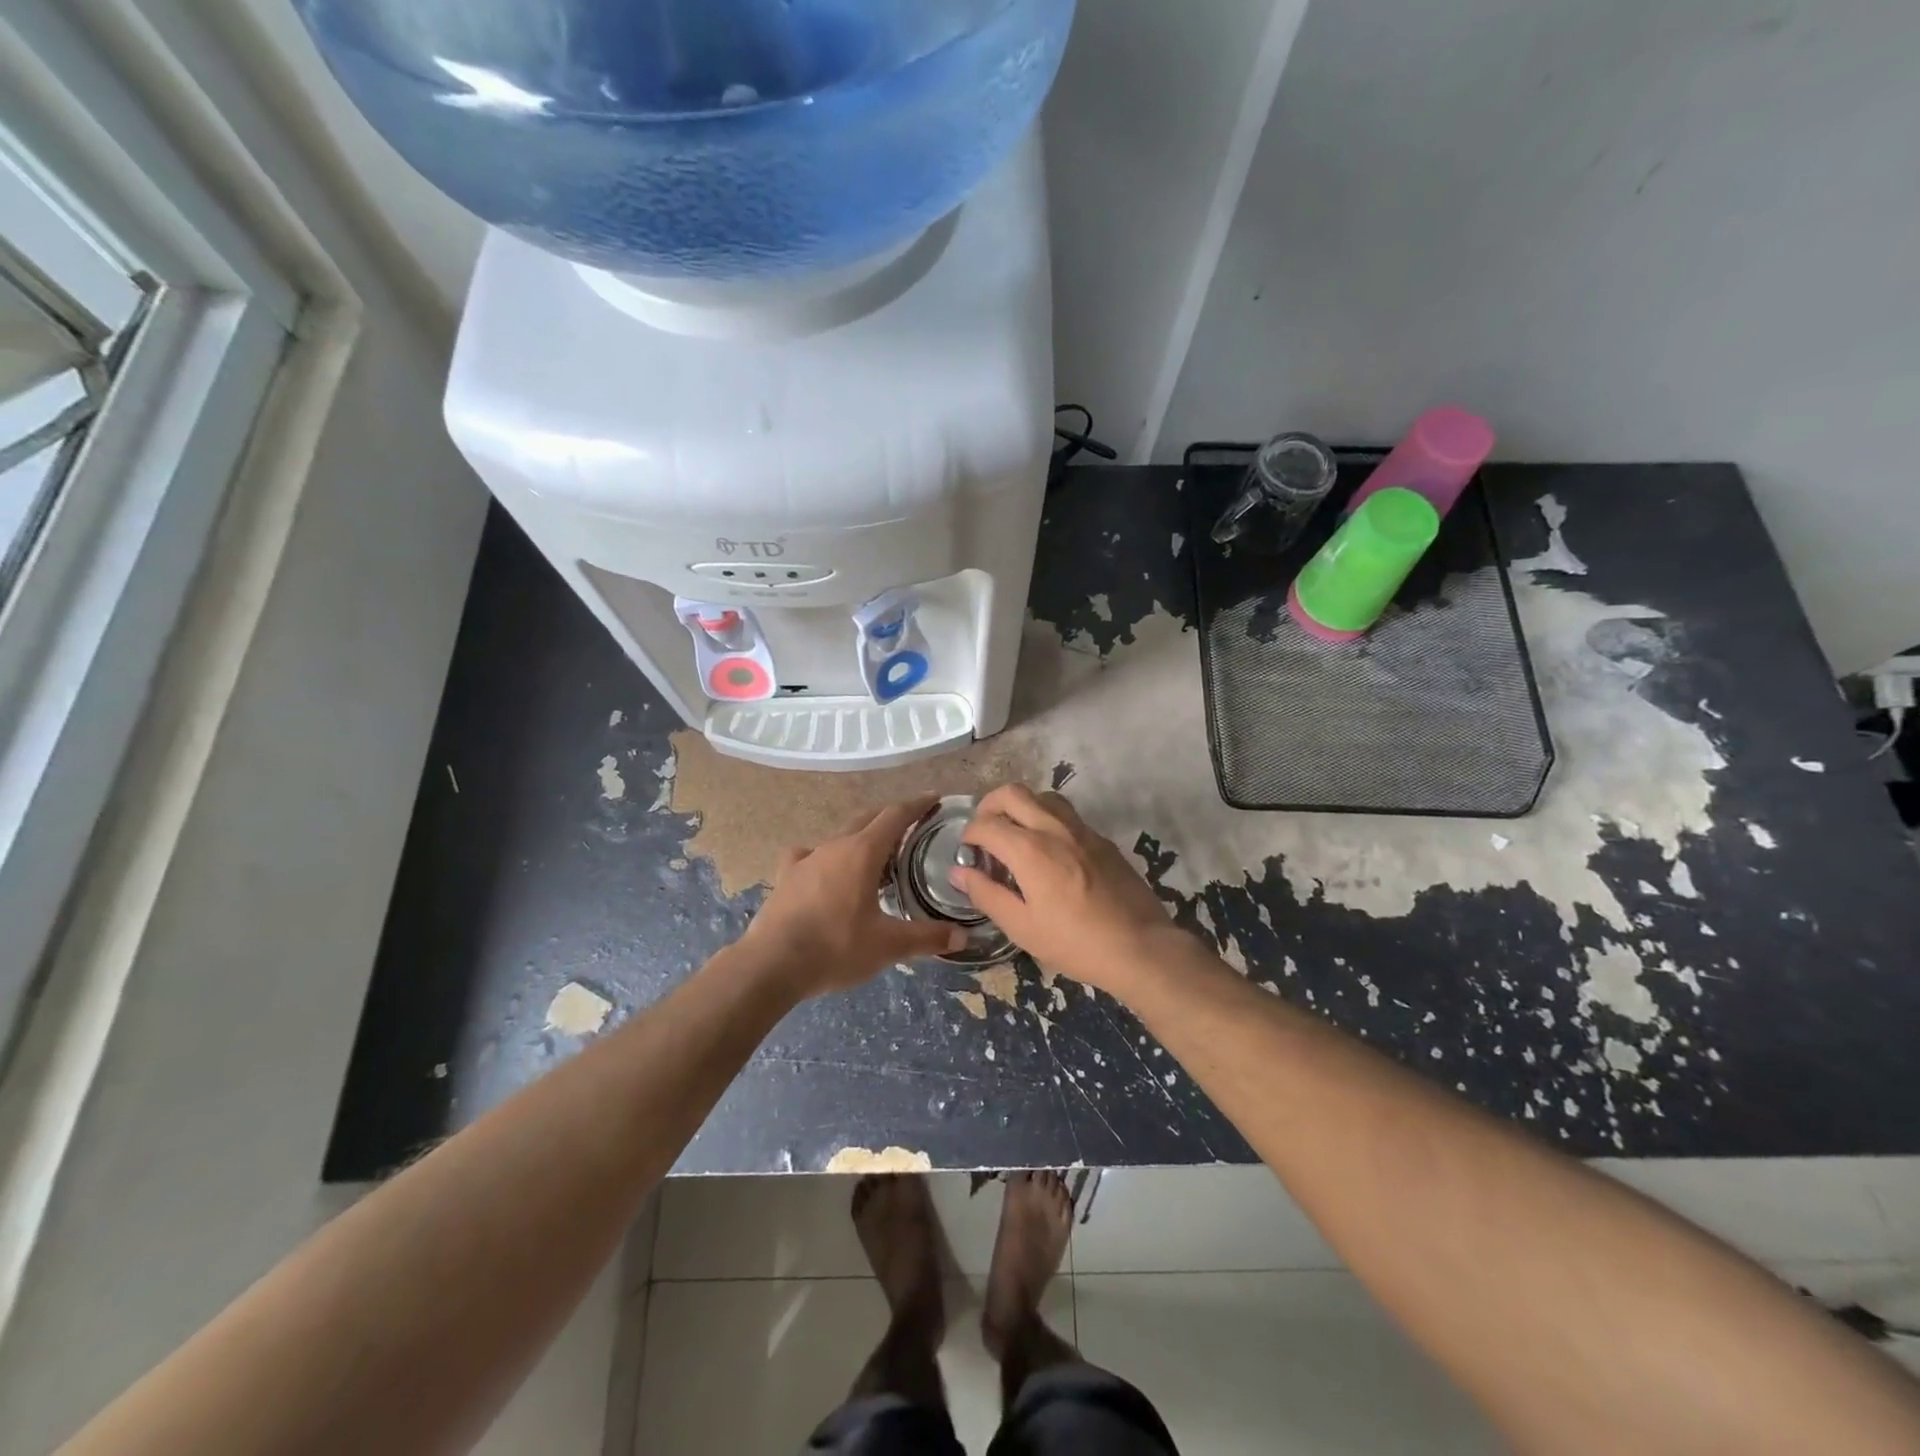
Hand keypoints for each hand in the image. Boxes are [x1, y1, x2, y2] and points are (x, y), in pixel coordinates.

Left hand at [742, 797, 966, 996]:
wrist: (771, 964)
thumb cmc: (836, 947)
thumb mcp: (888, 946)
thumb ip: (927, 938)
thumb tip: (962, 936)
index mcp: (863, 852)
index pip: (895, 815)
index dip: (917, 805)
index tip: (934, 798)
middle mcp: (835, 846)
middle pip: (868, 818)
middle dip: (891, 818)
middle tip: (912, 827)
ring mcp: (806, 859)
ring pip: (840, 836)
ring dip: (861, 838)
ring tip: (875, 855)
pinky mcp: (786, 876)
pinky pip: (810, 855)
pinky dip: (825, 857)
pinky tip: (825, 871)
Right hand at [951, 785, 1175, 990]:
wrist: (1140, 946)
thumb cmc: (1075, 942)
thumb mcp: (1022, 927)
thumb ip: (986, 894)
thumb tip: (959, 872)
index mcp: (1029, 850)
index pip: (986, 824)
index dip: (969, 834)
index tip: (967, 852)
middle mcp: (1053, 828)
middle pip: (1012, 793)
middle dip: (990, 806)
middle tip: (985, 832)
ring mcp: (1081, 829)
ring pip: (1043, 796)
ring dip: (1021, 807)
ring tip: (1016, 835)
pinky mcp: (1102, 839)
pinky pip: (1066, 814)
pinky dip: (1047, 819)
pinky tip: (1049, 850)